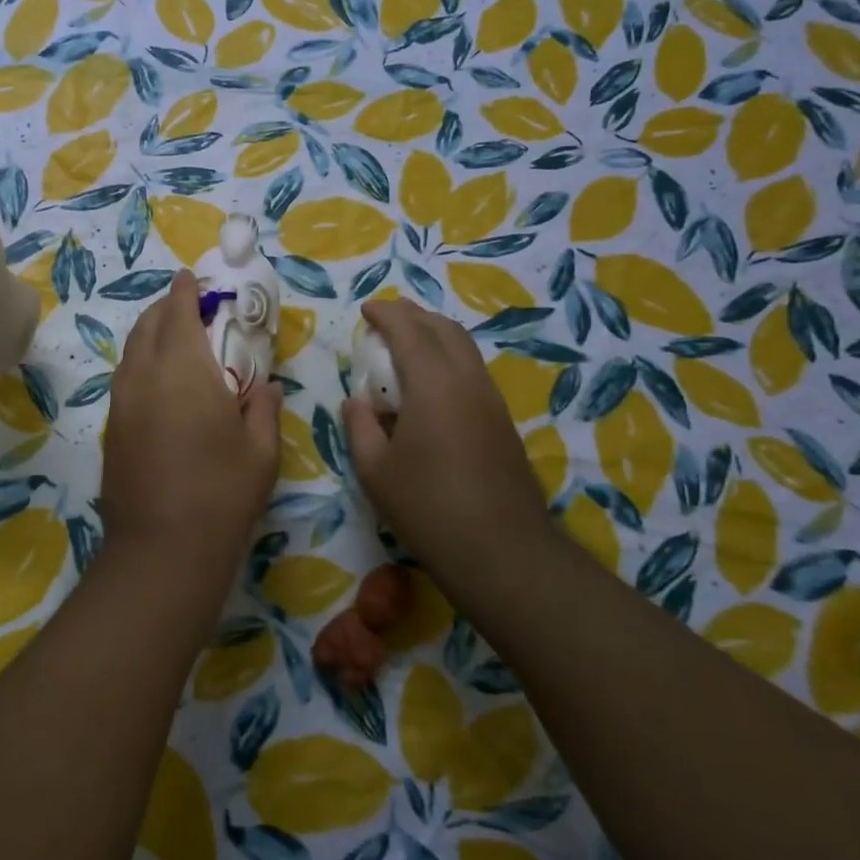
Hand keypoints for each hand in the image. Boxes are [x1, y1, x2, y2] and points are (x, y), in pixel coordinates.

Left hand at [100, 271, 281, 633]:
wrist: (161, 549)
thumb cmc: (222, 493)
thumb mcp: (261, 450)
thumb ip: (263, 407)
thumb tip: (263, 386)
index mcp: (184, 368)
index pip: (178, 311)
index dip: (185, 290)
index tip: (192, 278)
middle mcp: (144, 375)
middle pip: (148, 325)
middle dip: (167, 308)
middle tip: (190, 308)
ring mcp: (121, 402)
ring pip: (131, 351)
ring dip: (151, 335)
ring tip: (175, 341)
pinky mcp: (111, 428)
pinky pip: (125, 378)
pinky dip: (141, 365)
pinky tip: (160, 384)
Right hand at [342, 298, 550, 587]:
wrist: (500, 549)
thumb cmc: (427, 507)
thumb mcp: (375, 470)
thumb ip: (361, 427)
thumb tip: (356, 402)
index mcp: (433, 385)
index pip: (409, 330)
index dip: (385, 314)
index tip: (365, 310)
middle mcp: (467, 381)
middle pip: (444, 329)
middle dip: (413, 315)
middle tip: (386, 318)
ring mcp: (491, 400)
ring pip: (464, 348)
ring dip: (434, 335)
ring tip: (407, 344)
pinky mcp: (502, 421)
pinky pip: (472, 371)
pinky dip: (448, 359)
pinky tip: (431, 384)